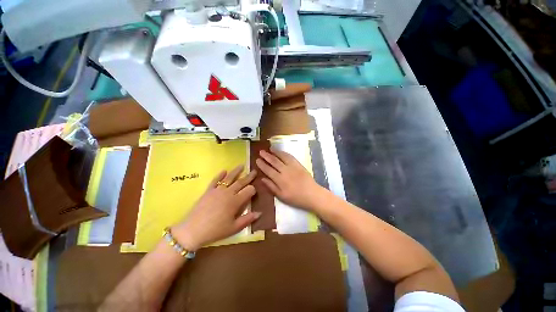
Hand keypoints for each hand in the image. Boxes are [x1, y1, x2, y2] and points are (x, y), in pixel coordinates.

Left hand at [172, 166, 259, 250]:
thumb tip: (260, 213)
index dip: (253, 190)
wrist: (192, 231)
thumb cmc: (215, 231)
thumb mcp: (234, 228)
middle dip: (249, 176)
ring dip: (236, 171)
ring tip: (241, 165)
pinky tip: (224, 170)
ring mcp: (217, 190)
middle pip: (241, 182)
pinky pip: (215, 181)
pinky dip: (220, 175)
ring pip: (229, 178)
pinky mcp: (208, 191)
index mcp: (235, 201)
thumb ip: (247, 219)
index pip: (248, 190)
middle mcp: (228, 193)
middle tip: (254, 171)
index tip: (254, 191)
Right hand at [256, 149, 323, 210]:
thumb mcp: (281, 196)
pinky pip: (290, 157)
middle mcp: (285, 171)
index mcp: (279, 180)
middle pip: (274, 161)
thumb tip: (262, 179)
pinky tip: (281, 152)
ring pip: (281, 157)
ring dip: (275, 152)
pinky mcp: (298, 164)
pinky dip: (284, 153)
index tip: (257, 160)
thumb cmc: (296, 198)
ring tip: (269, 149)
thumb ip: (271, 187)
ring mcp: (292, 166)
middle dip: (266, 156)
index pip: (268, 170)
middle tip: (261, 151)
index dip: (262, 164)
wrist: (312, 194)